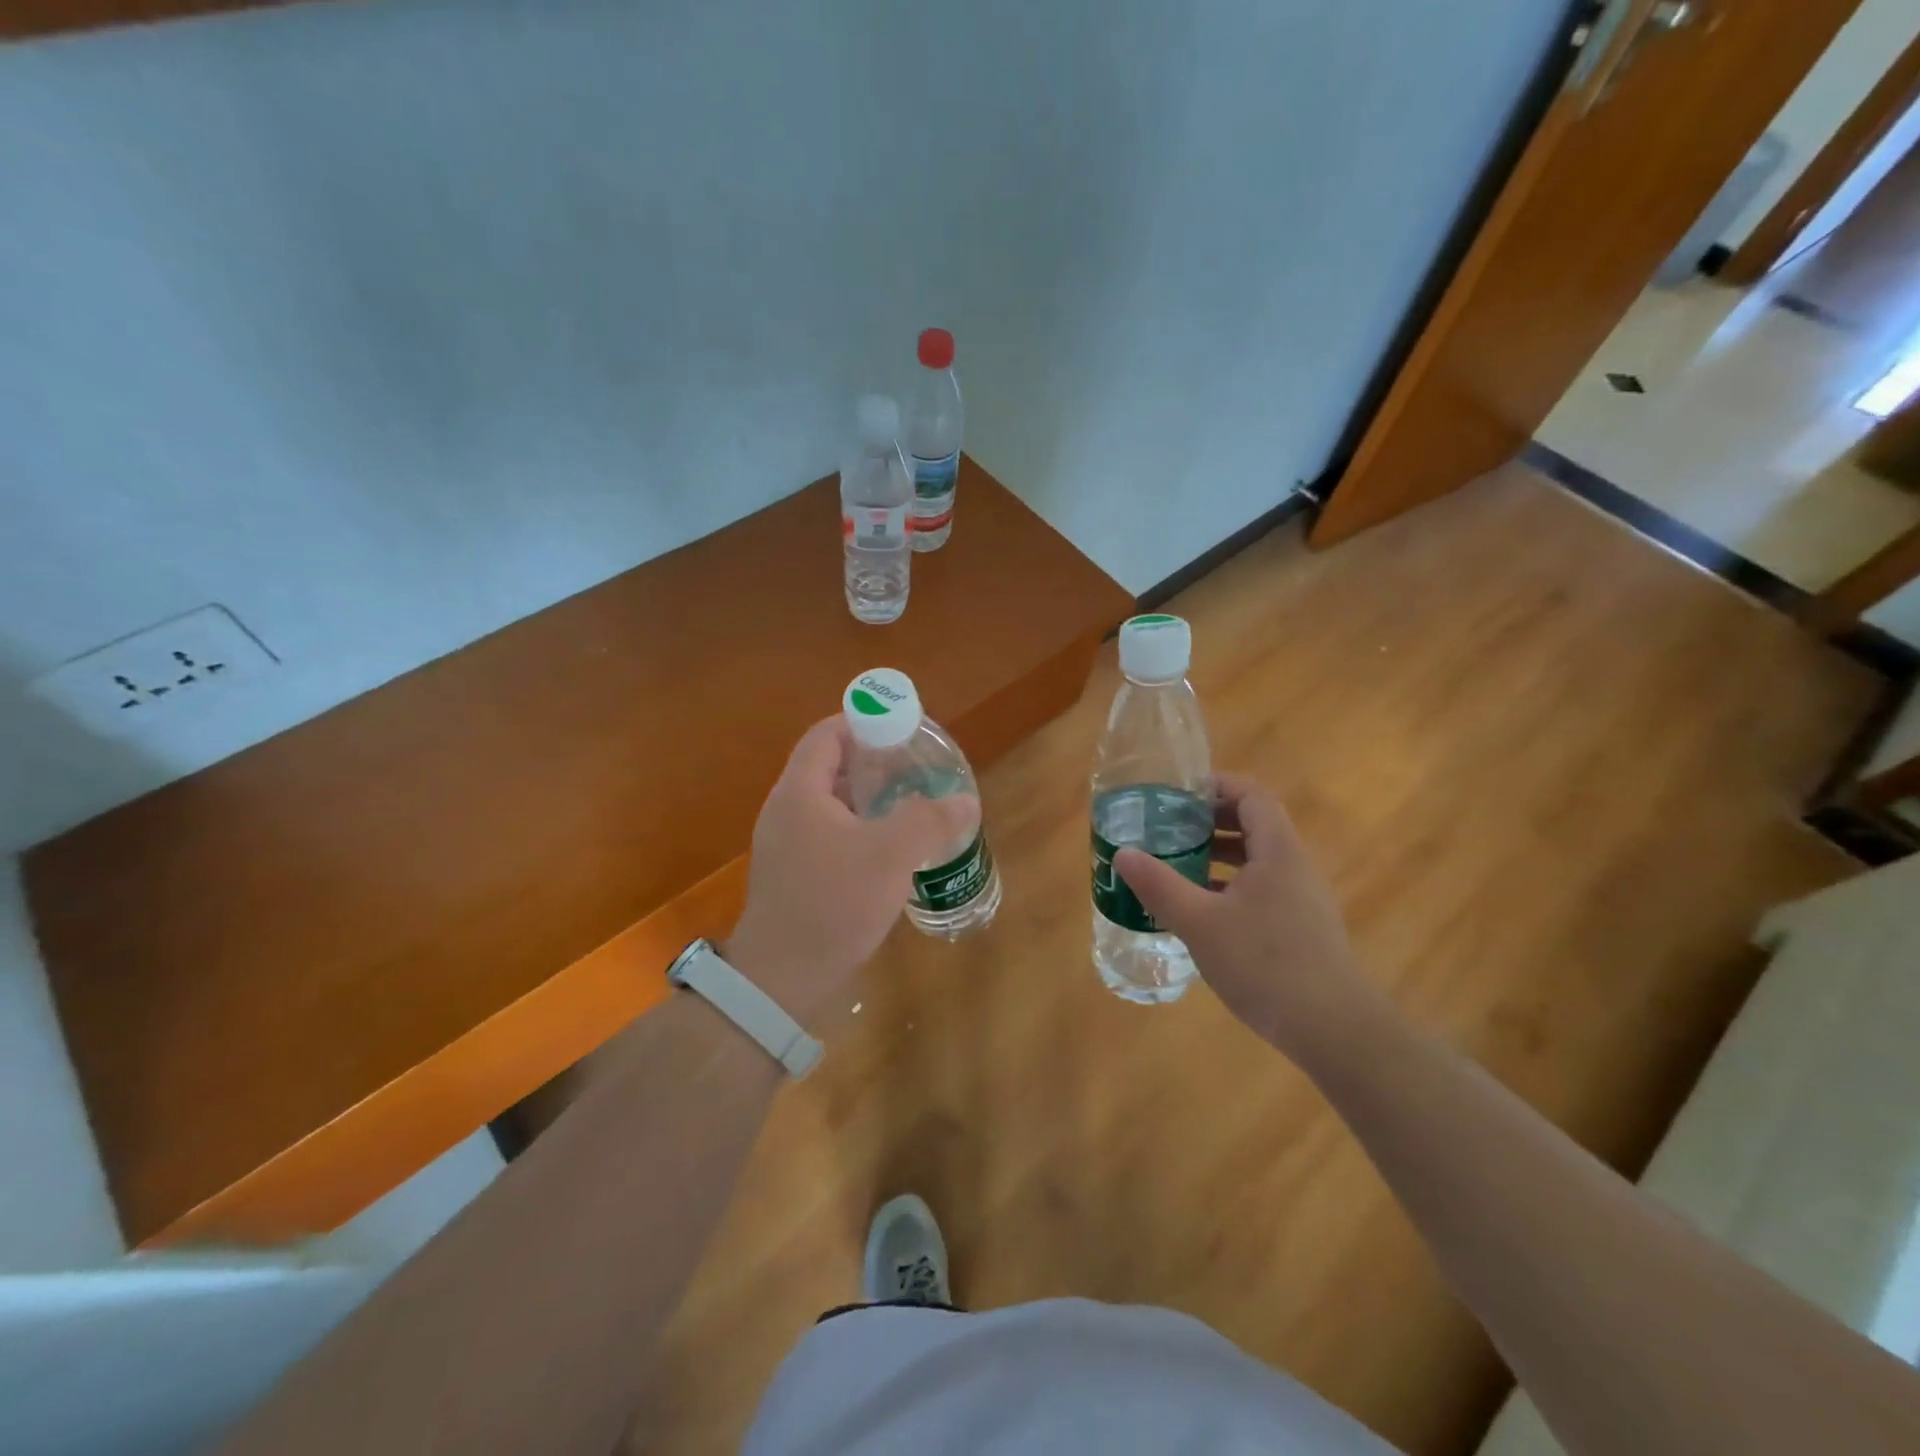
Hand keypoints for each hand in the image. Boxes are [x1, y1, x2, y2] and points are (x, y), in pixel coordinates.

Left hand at [724, 716, 977, 1026]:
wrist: (783, 979)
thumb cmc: (834, 903)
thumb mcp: (891, 855)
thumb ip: (929, 820)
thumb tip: (965, 802)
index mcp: (800, 792)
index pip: (827, 734)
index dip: (863, 723)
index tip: (902, 730)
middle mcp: (787, 811)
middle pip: (830, 767)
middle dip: (873, 762)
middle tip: (915, 768)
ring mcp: (787, 845)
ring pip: (832, 805)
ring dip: (869, 799)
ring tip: (910, 805)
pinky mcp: (795, 875)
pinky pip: (830, 835)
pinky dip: (860, 830)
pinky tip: (890, 850)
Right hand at [1115, 774, 1379, 1060]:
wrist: (1333, 1029)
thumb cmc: (1265, 964)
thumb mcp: (1200, 923)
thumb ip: (1160, 885)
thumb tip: (1124, 854)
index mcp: (1277, 851)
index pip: (1252, 795)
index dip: (1217, 786)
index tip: (1178, 794)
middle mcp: (1295, 866)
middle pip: (1255, 823)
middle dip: (1210, 820)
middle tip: (1169, 827)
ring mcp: (1302, 899)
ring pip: (1257, 859)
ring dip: (1218, 855)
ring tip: (1177, 864)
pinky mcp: (1301, 928)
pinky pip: (1262, 888)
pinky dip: (1230, 885)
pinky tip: (1201, 910)